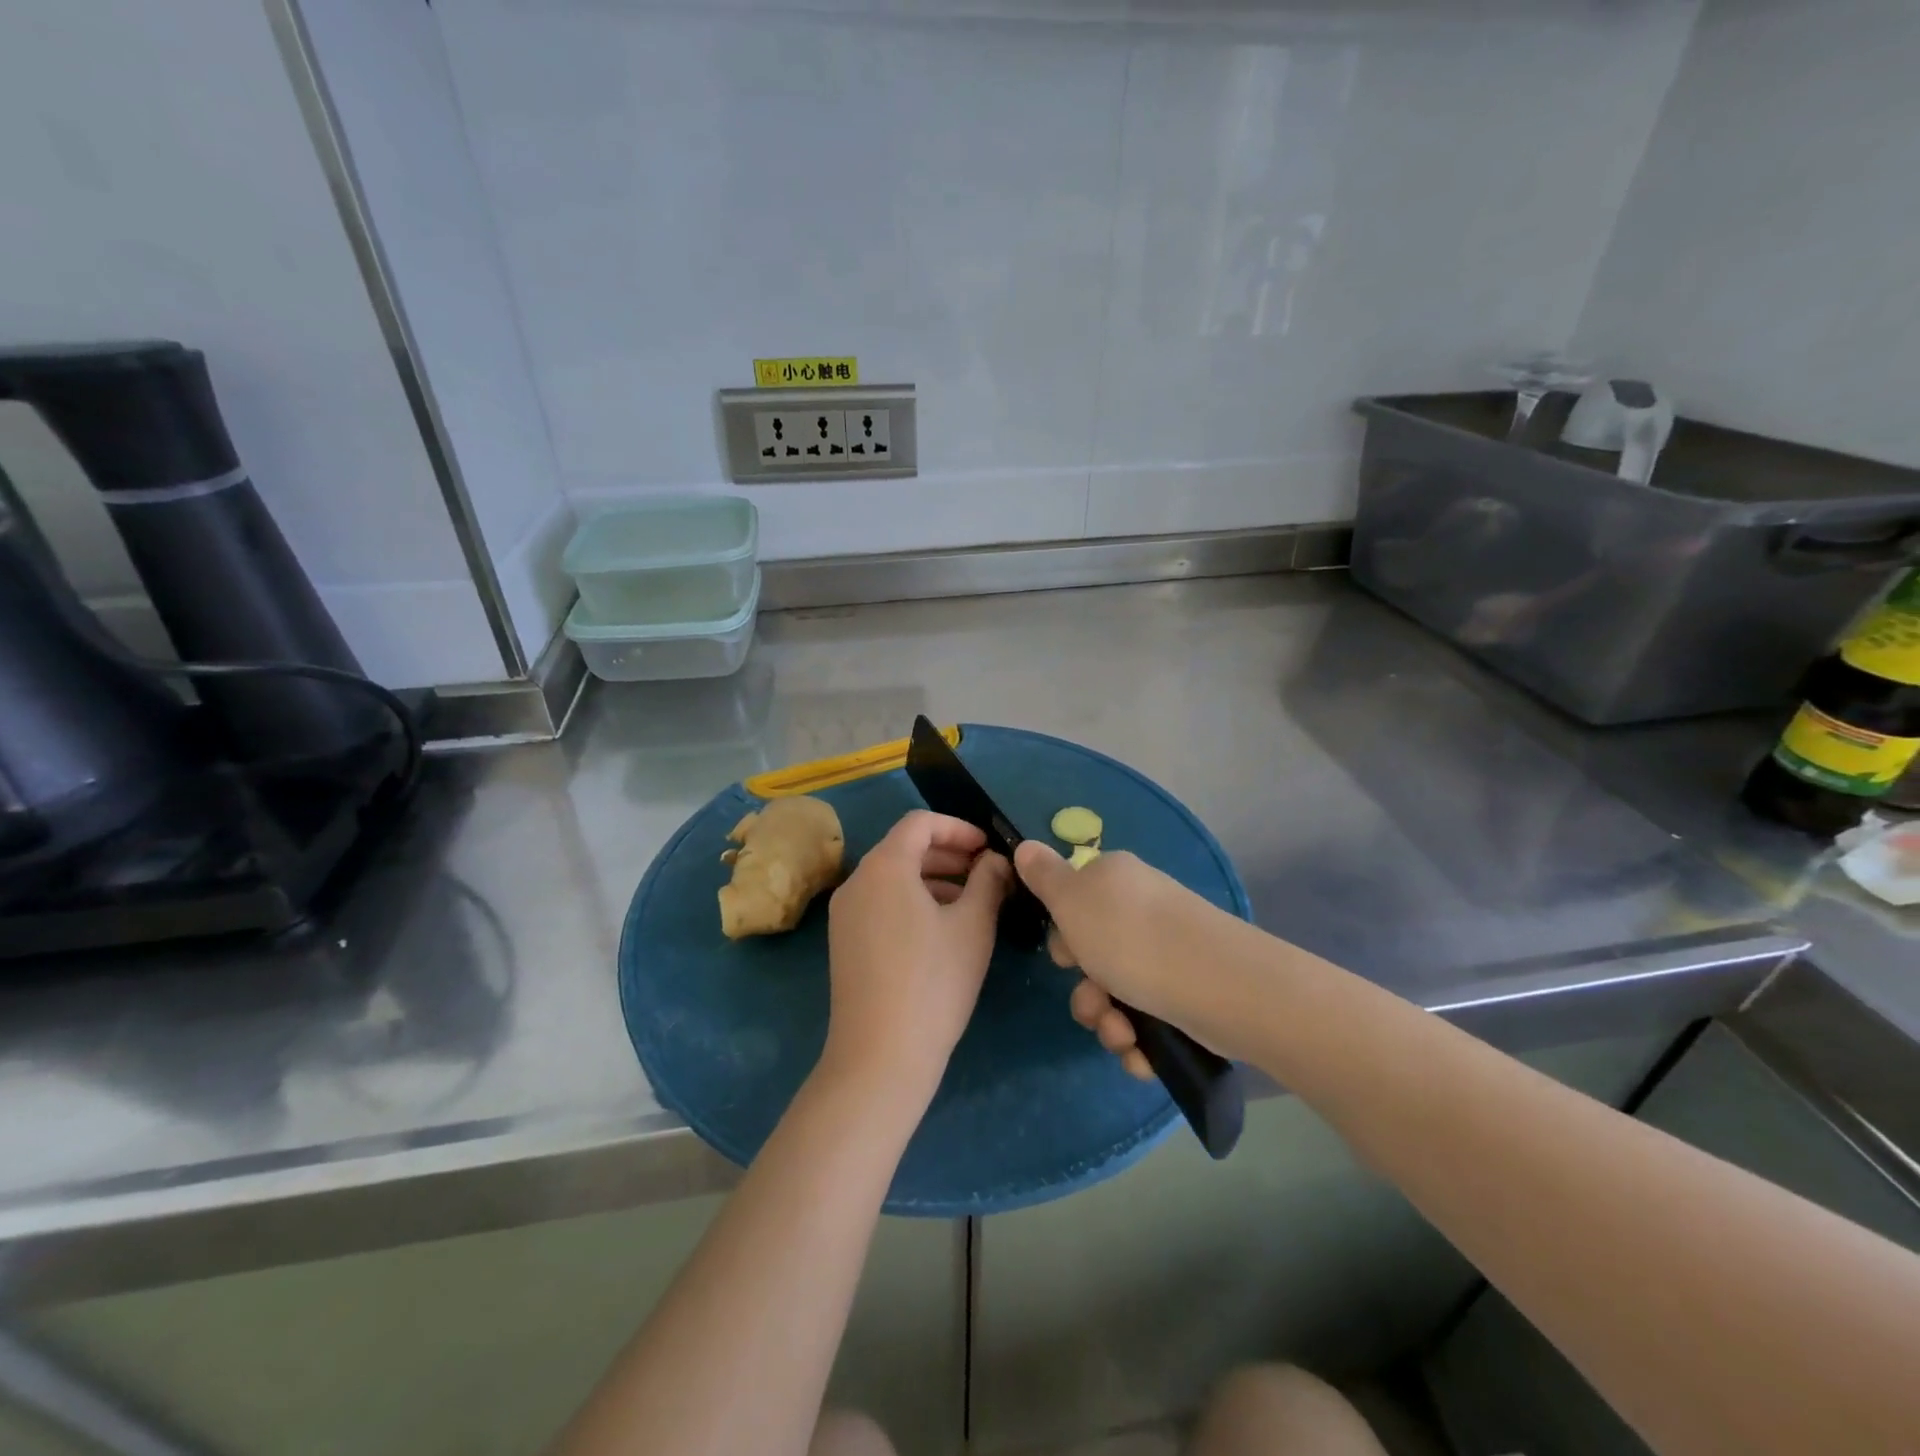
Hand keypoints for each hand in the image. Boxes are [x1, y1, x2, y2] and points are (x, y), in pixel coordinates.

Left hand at [822, 811, 1010, 1104]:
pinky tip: (942, 929)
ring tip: (972, 901)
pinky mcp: (845, 942)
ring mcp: (845, 914)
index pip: (920, 823)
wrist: (880, 1055)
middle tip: (986, 872)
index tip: (988, 848)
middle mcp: (857, 881)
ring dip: (933, 879)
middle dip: (948, 854)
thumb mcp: (973, 925)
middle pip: (904, 848)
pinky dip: (912, 901)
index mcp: (884, 867)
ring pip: (893, 878)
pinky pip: (881, 903)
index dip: (958, 828)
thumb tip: (995, 860)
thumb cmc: (934, 982)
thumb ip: (989, 881)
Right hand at [1014, 842, 1236, 1075]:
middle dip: (1086, 991)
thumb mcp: (1072, 901)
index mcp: (1114, 880)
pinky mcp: (1189, 993)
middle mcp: (1142, 911)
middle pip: (1093, 955)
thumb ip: (1044, 876)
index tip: (1065, 956)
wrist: (1221, 986)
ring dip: (1110, 1023)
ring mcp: (1168, 953)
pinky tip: (1144, 1054)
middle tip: (1095, 1003)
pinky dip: (1141, 1041)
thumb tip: (1025, 845)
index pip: (1073, 902)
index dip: (1063, 935)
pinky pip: (1149, 1020)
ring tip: (1123, 1036)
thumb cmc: (1132, 938)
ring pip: (1118, 994)